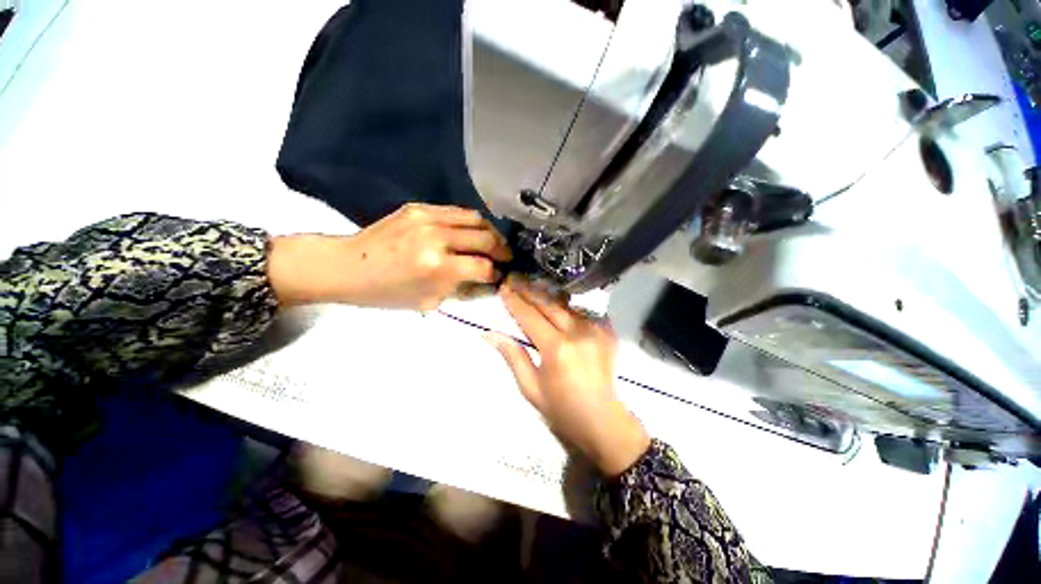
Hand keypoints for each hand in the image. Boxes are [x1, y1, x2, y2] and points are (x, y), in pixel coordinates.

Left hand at [269, 204, 510, 309]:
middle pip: (486, 238)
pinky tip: (471, 232)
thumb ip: (463, 289)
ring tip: (493, 243)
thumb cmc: (387, 293)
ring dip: (490, 233)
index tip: (498, 276)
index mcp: (437, 266)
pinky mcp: (420, 207)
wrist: (346, 266)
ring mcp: (428, 217)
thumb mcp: (429, 301)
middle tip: (505, 258)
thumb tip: (487, 280)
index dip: (496, 273)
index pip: (484, 267)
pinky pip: (457, 211)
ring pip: (476, 219)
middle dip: (502, 250)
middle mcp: (437, 237)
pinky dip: (471, 223)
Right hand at [488, 278, 649, 475]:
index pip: (530, 316)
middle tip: (515, 279)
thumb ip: (513, 356)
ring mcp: (596, 329)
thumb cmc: (562, 409)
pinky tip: (557, 304)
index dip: (515, 301)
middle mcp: (577, 332)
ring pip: (565, 304)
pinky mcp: (607, 331)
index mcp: (556, 348)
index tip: (504, 288)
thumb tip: (490, 334)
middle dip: (529, 290)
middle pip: (548, 303)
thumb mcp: (530, 387)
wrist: (603, 420)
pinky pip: (582, 311)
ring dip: (547, 295)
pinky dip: (567, 306)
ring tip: (532, 287)